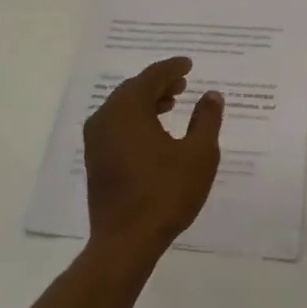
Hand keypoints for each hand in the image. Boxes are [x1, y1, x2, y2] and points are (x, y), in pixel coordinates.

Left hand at [85, 57, 224, 255]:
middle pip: (133, 89)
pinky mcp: (95, 161)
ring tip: (171, 105)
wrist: (126, 242)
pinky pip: (116, 126)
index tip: (189, 65)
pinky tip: (154, 133)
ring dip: (147, 102)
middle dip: (159, 84)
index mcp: (127, 109)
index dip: (172, 68)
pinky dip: (135, 120)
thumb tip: (211, 95)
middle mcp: (106, 118)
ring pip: (123, 108)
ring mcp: (96, 140)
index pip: (151, 76)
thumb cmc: (165, 193)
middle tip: (183, 84)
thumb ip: (207, 119)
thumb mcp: (198, 154)